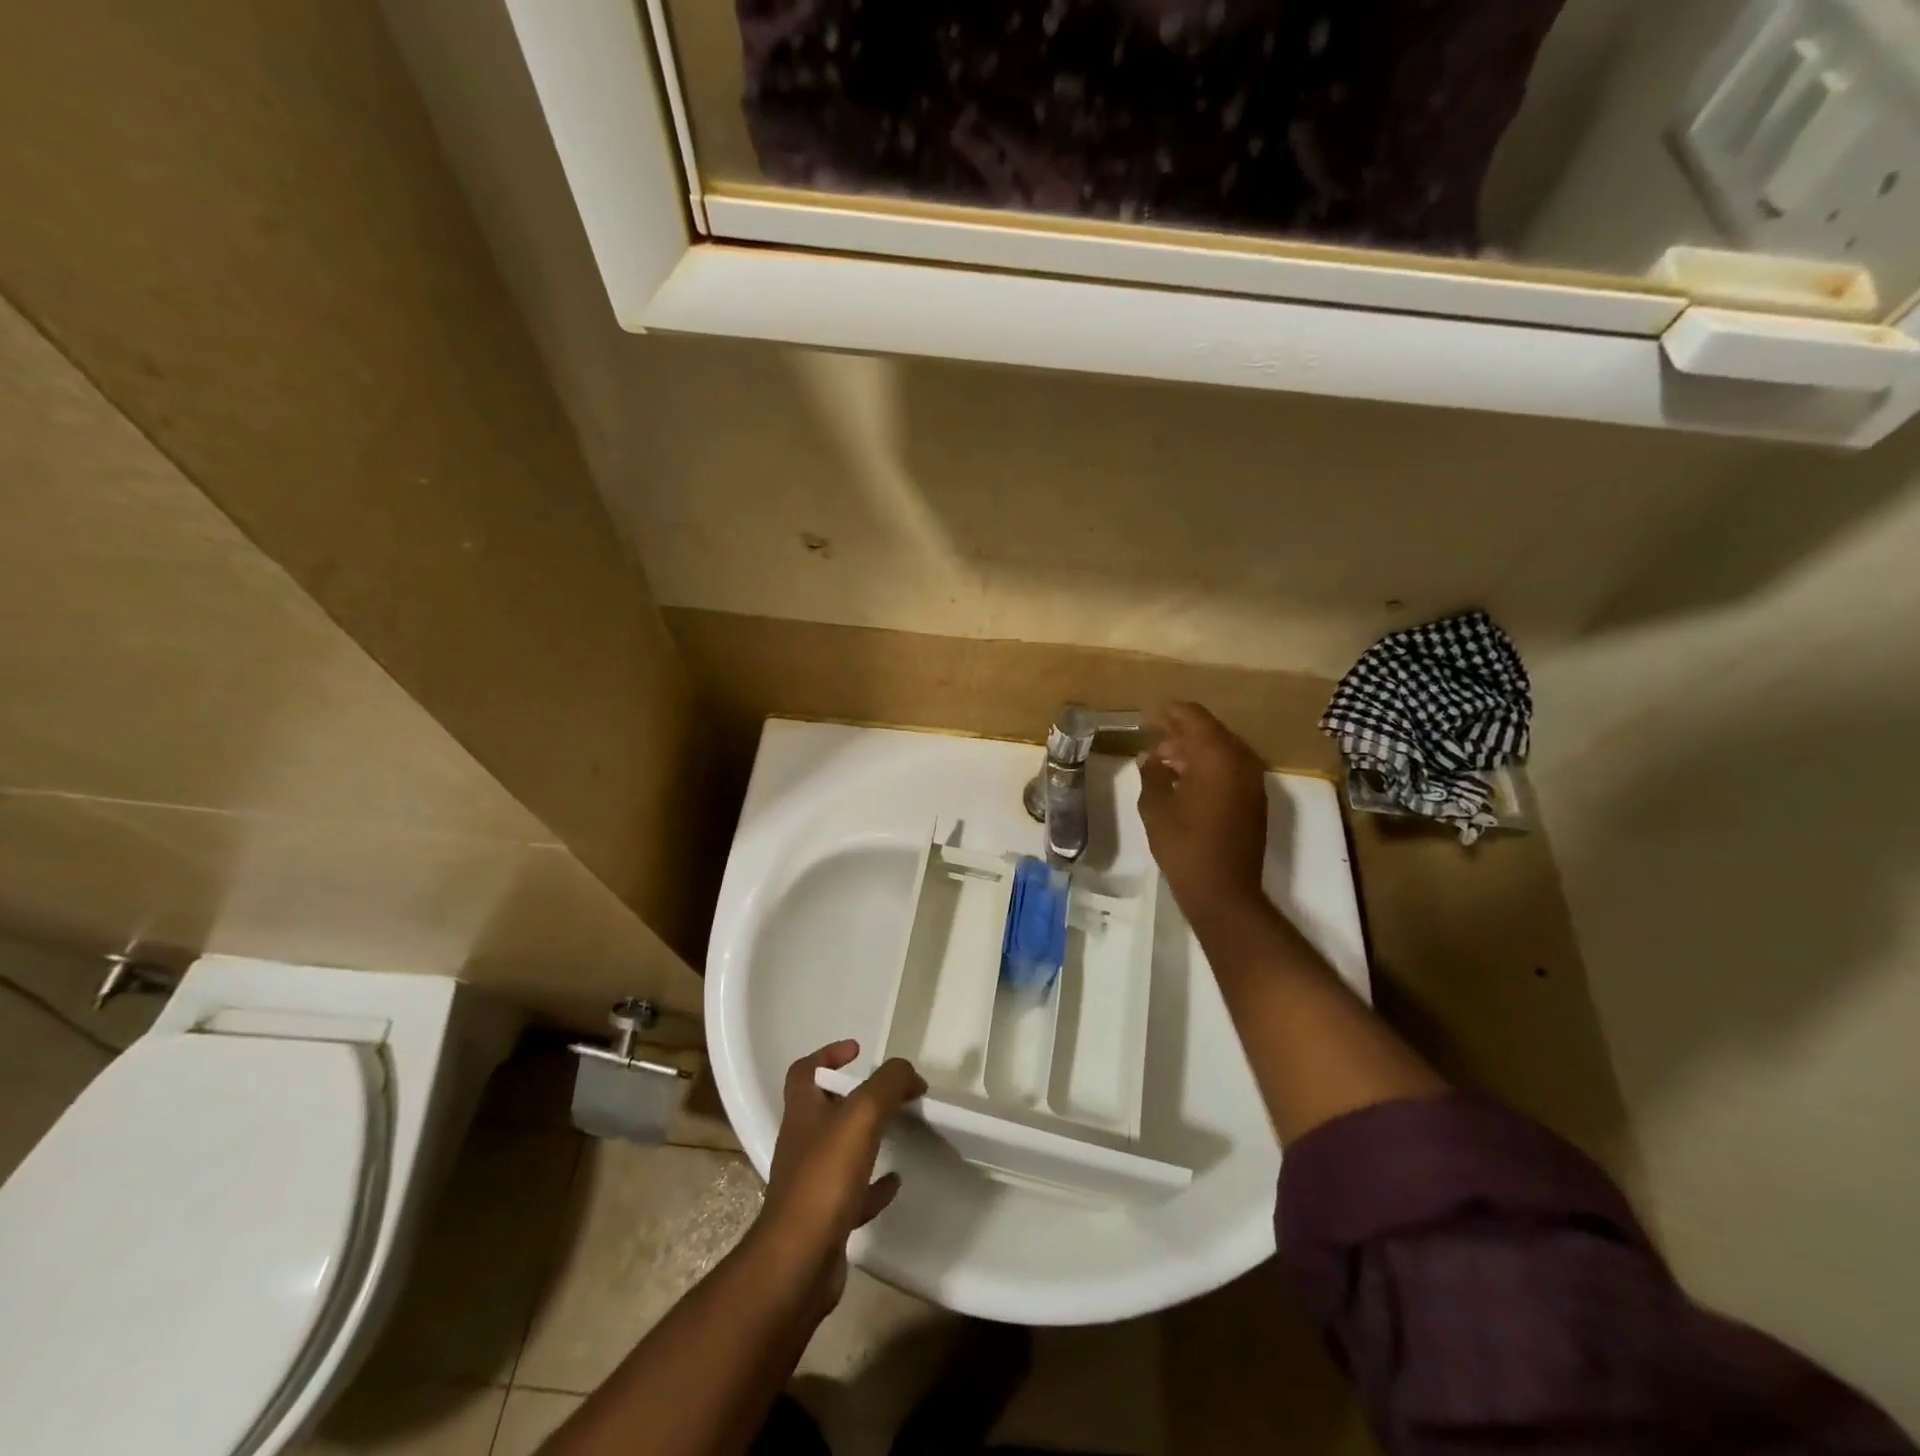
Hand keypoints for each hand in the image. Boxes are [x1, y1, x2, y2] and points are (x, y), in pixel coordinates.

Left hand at [755, 1041, 925, 1312]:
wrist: (799, 1262)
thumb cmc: (825, 1178)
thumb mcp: (862, 1114)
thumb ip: (888, 1084)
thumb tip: (910, 1075)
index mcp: (802, 1112)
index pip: (805, 1071)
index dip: (828, 1054)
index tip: (858, 1050)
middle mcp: (801, 1143)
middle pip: (823, 1109)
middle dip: (854, 1097)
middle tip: (888, 1094)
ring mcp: (811, 1183)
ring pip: (839, 1151)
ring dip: (865, 1139)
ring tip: (898, 1131)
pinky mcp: (824, 1219)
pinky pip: (852, 1193)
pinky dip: (874, 1185)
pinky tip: (895, 1182)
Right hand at [1138, 702, 1269, 925]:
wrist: (1223, 890)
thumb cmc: (1183, 844)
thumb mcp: (1155, 806)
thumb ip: (1151, 773)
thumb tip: (1150, 757)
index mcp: (1217, 755)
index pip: (1195, 717)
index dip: (1172, 712)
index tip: (1152, 715)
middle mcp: (1241, 761)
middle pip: (1211, 732)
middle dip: (1182, 734)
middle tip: (1154, 744)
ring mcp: (1252, 781)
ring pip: (1222, 752)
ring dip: (1196, 752)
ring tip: (1165, 764)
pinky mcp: (1255, 801)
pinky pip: (1231, 770)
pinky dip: (1210, 768)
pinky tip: (1186, 783)